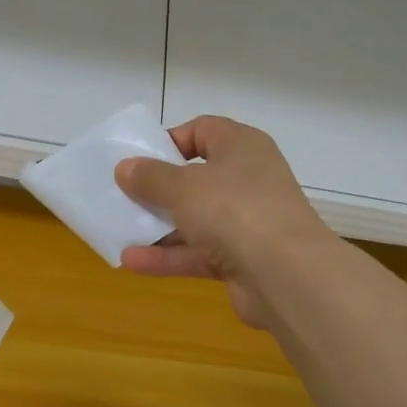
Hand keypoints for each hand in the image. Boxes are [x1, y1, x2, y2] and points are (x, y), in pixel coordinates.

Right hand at [115, 116, 332, 327]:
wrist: (287, 276)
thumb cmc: (234, 210)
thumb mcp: (183, 187)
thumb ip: (150, 177)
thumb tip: (125, 168)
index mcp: (241, 147)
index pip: (203, 130)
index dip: (170, 141)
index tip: (140, 158)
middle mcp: (247, 179)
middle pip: (196, 177)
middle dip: (159, 188)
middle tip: (124, 195)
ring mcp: (248, 221)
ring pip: (196, 218)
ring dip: (159, 226)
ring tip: (119, 229)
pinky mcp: (243, 259)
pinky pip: (199, 252)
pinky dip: (170, 256)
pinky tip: (132, 261)